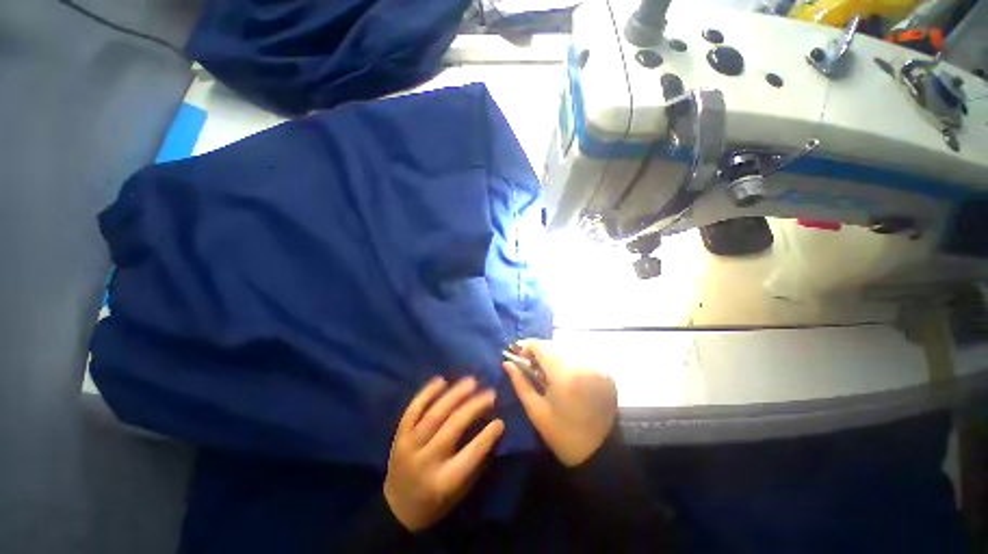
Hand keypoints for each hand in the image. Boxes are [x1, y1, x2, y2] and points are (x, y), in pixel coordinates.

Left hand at [383, 377, 504, 531]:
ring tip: (471, 382)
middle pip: (453, 427)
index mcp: (444, 481)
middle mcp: (426, 461)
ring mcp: (410, 446)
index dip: (487, 436)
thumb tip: (493, 430)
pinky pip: (413, 410)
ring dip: (454, 395)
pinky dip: (427, 393)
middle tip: (490, 393)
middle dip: (474, 407)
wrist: (396, 510)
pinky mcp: (399, 436)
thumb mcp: (460, 491)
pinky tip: (441, 380)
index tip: (501, 421)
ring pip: (434, 414)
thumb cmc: (435, 502)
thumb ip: (476, 462)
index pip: (471, 454)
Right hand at [503, 340, 616, 466]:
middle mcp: (584, 366)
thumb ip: (520, 382)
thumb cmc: (561, 434)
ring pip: (568, 350)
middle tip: (528, 361)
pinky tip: (563, 374)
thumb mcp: (535, 410)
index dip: (527, 346)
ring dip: (553, 354)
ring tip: (544, 368)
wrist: (599, 454)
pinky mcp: (606, 373)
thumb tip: (507, 362)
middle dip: (539, 350)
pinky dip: (568, 361)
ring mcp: (598, 368)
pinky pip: (581, 358)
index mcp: (564, 376)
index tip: (516, 352)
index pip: (542, 347)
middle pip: (555, 346)